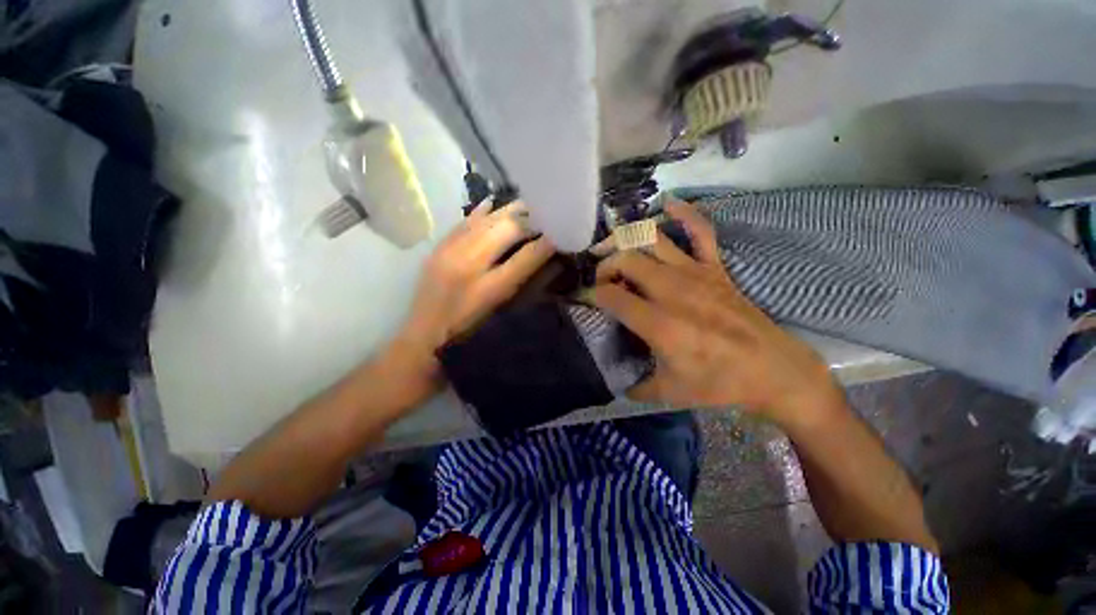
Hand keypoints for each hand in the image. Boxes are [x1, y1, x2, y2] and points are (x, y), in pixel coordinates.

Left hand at [394, 200, 555, 373]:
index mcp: (489, 290)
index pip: (528, 256)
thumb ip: (527, 289)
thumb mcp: (502, 318)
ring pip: (486, 219)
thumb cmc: (470, 338)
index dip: (549, 241)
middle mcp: (469, 265)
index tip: (564, 231)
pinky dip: (483, 212)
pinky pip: (464, 221)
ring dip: (510, 211)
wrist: (424, 341)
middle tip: (548, 215)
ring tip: (528, 206)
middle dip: (531, 219)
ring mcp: (449, 252)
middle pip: (507, 228)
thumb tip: (551, 262)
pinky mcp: (438, 249)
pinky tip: (495, 204)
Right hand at [590, 200, 843, 425]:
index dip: (592, 295)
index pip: (610, 296)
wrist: (774, 371)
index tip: (588, 301)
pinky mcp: (714, 268)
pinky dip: (684, 213)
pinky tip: (668, 203)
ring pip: (653, 240)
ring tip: (612, 246)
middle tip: (601, 279)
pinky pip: (699, 231)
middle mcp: (672, 291)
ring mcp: (695, 274)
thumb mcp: (669, 392)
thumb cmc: (720, 383)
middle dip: (605, 266)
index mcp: (658, 323)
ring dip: (627, 239)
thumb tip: (617, 382)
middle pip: (626, 260)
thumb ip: (636, 386)